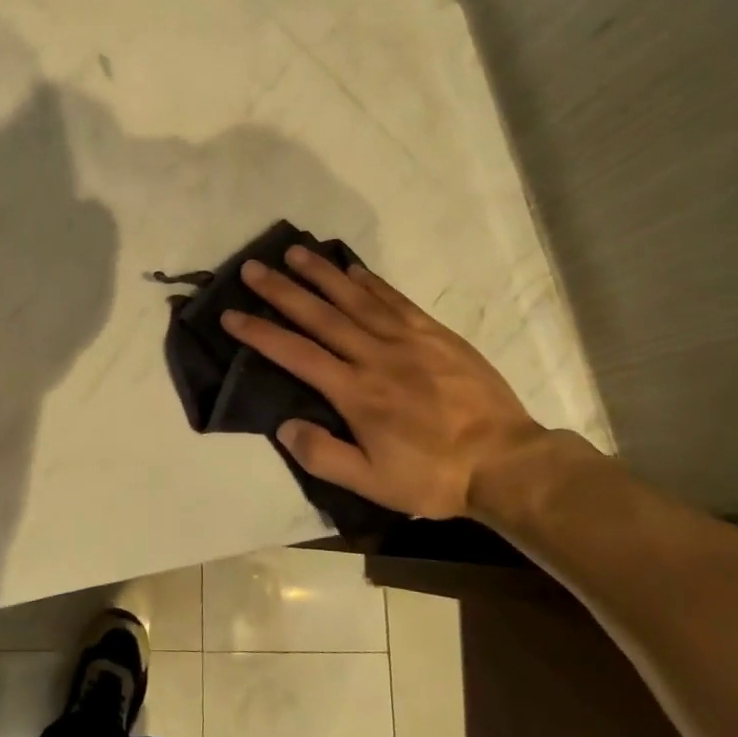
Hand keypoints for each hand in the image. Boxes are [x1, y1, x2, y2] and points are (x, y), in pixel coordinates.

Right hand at [222, 247, 549, 519]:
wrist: (505, 462)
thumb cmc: (433, 476)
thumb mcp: (372, 483)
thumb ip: (323, 455)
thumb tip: (283, 425)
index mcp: (355, 392)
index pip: (296, 354)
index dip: (260, 333)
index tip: (232, 315)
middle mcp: (375, 356)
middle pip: (320, 316)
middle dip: (282, 290)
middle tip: (253, 268)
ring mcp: (408, 340)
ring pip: (355, 299)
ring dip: (321, 275)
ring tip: (294, 253)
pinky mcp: (435, 334)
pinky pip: (395, 300)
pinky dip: (370, 282)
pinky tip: (352, 270)